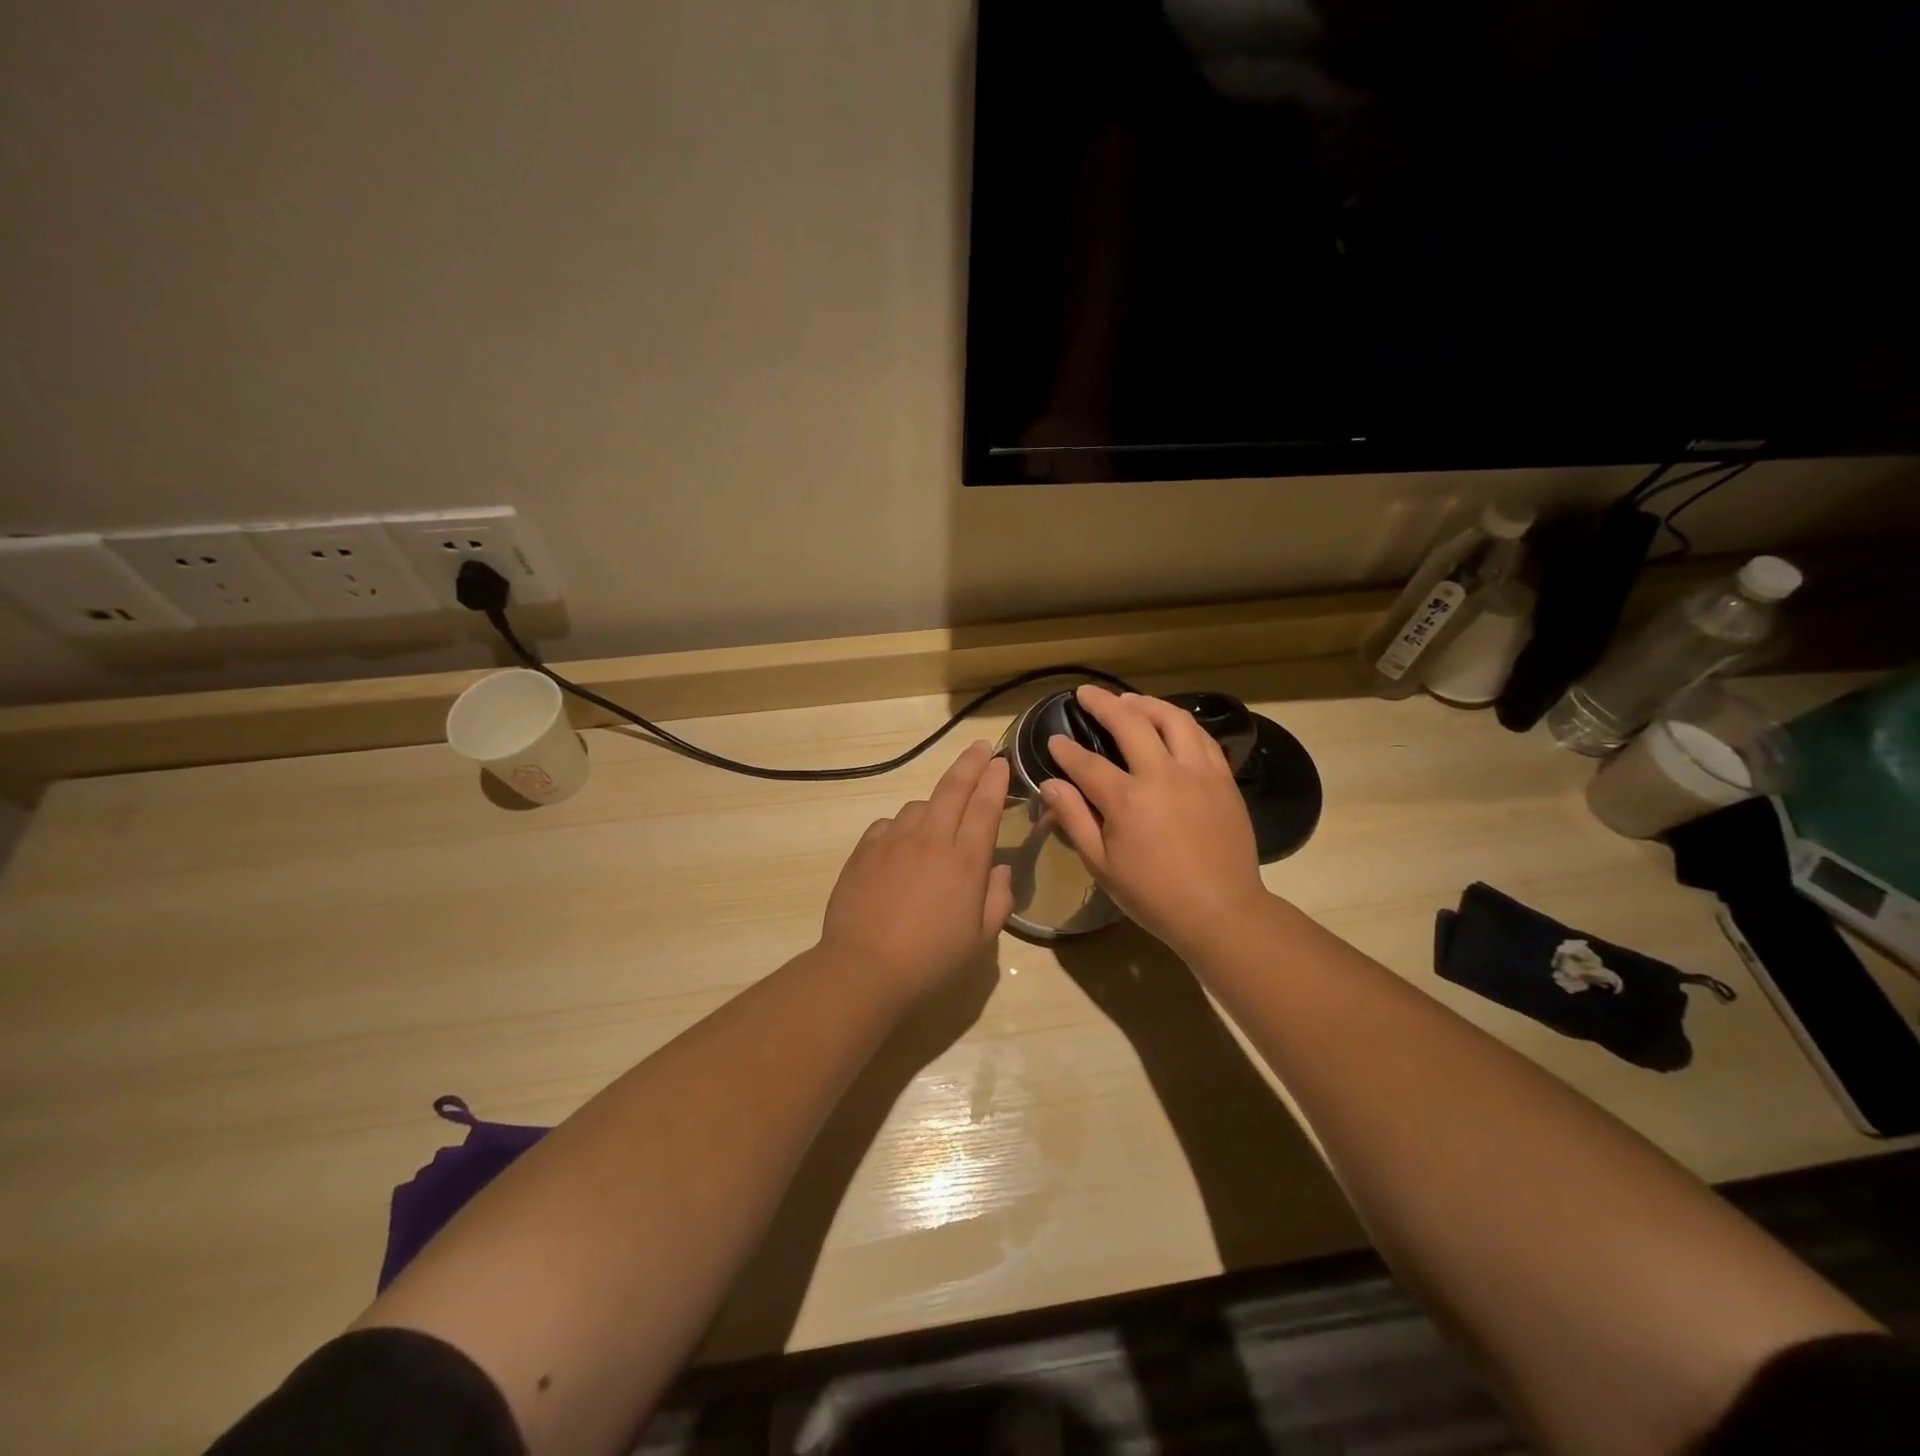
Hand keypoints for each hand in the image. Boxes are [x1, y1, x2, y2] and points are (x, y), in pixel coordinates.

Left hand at [819, 741, 1014, 1000]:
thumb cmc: (931, 958)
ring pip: (919, 805)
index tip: (1001, 761)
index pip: (985, 807)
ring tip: (940, 818)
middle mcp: (931, 839)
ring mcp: (894, 840)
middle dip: (970, 763)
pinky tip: (902, 844)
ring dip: (935, 803)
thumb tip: (999, 869)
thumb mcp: (979, 938)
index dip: (995, 781)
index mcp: (965, 860)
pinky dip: (902, 826)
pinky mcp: (865, 849)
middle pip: (953, 788)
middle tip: (981, 747)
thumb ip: (998, 899)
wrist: (864, 966)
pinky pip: (889, 824)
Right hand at [1040, 686, 1269, 956]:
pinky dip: (1181, 723)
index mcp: (1127, 800)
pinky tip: (1170, 724)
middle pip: (1129, 723)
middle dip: (1103, 704)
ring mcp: (1197, 772)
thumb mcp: (1101, 865)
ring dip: (1146, 704)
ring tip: (1129, 700)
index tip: (1053, 740)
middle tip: (1086, 694)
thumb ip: (1074, 819)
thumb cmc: (1153, 895)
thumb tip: (1050, 784)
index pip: (1086, 763)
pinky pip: (1201, 737)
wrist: (1221, 911)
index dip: (1065, 750)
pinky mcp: (1223, 778)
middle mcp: (1162, 775)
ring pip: (1172, 719)